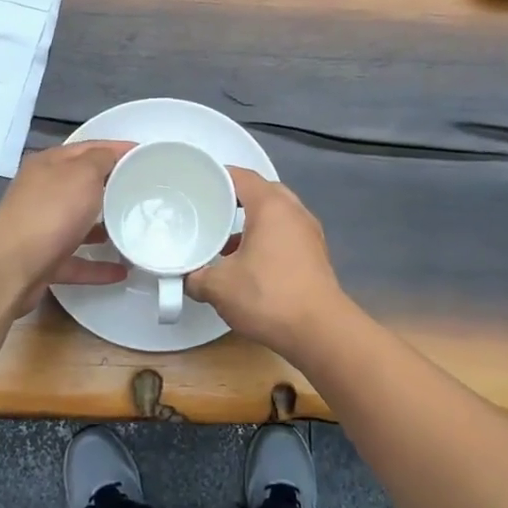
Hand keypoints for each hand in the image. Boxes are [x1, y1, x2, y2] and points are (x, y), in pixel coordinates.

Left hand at [0, 140, 132, 314]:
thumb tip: (111, 156)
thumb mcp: (83, 174)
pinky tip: (122, 271)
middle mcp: (41, 193)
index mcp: (48, 165)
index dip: (116, 149)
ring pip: (78, 223)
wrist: (11, 268)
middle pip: (81, 185)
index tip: (145, 155)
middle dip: (112, 187)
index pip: (87, 149)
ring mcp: (40, 228)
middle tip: (145, 192)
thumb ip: (101, 160)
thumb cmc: (51, 212)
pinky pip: (76, 260)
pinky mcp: (43, 260)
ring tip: (134, 230)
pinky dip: (98, 265)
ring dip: (104, 227)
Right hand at [188, 169, 347, 356]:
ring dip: (252, 222)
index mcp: (271, 206)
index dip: (218, 176)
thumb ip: (196, 278)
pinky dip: (266, 239)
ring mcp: (309, 233)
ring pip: (276, 215)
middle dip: (235, 199)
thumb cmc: (268, 296)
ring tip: (225, 240)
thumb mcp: (219, 287)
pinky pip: (286, 234)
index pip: (242, 176)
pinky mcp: (315, 255)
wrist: (320, 331)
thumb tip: (187, 278)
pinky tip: (248, 263)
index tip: (197, 184)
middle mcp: (294, 211)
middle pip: (262, 192)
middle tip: (209, 210)